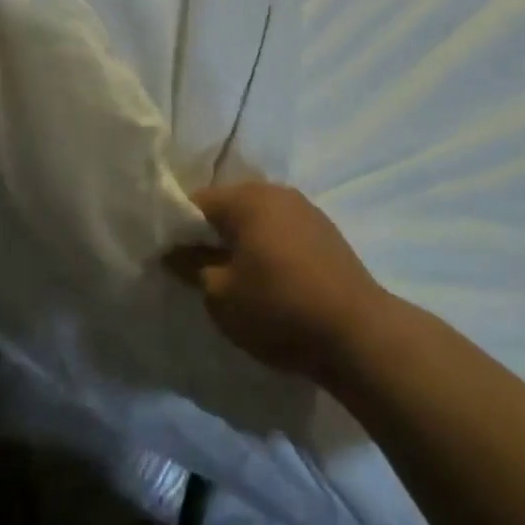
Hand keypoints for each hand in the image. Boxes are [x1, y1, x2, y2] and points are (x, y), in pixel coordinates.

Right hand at [166, 183, 388, 383]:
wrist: (357, 332)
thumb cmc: (278, 308)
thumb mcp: (221, 295)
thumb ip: (191, 266)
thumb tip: (173, 251)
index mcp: (248, 198)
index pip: (197, 201)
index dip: (177, 227)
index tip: (166, 255)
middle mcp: (277, 192)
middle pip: (229, 205)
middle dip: (210, 232)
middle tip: (196, 267)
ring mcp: (306, 209)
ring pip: (258, 218)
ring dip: (241, 240)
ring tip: (232, 275)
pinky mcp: (326, 232)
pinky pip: (282, 230)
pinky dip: (267, 246)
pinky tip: (267, 276)